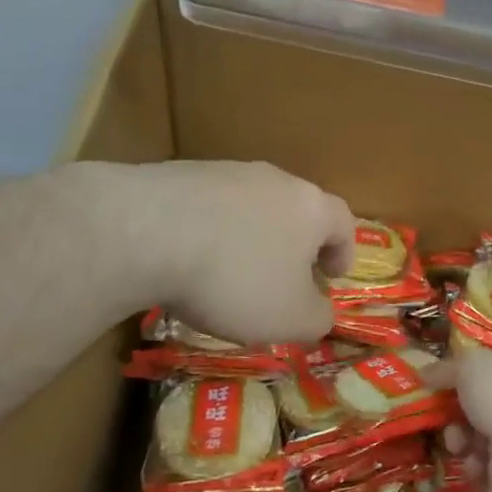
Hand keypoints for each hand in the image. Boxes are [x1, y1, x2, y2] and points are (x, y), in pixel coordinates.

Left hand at [124, 160, 353, 344]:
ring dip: (249, 236)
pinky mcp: (181, 174)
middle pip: (295, 209)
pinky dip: (208, 231)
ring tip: (230, 272)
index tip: (332, 276)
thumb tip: (321, 312)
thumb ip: (317, 319)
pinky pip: (207, 206)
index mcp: (310, 208)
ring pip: (250, 205)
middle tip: (283, 277)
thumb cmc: (236, 278)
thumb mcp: (290, 319)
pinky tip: (188, 259)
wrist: (148, 232)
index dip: (343, 251)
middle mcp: (274, 180)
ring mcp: (225, 172)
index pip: (342, 221)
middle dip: (293, 243)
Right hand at [440, 346, 491, 491]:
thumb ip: (446, 369)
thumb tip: (424, 373)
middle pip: (480, 407)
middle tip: (440, 415)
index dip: (463, 376)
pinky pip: (481, 469)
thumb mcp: (470, 365)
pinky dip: (473, 466)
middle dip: (455, 412)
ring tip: (458, 441)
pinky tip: (476, 463)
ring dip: (459, 439)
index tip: (437, 383)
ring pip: (476, 438)